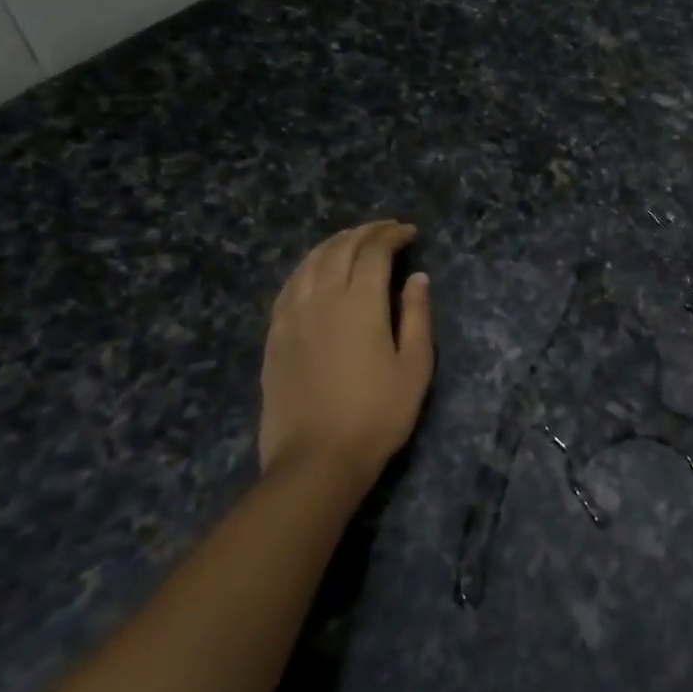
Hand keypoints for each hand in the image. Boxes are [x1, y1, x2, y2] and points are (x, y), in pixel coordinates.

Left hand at [260, 221, 433, 477]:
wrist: (316, 460)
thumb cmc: (377, 414)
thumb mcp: (414, 366)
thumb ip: (416, 316)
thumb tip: (417, 278)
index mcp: (360, 304)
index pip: (374, 252)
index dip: (392, 235)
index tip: (410, 233)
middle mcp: (322, 300)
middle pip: (339, 249)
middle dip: (365, 232)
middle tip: (386, 230)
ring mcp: (292, 317)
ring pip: (309, 263)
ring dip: (333, 244)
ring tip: (352, 240)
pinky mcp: (275, 337)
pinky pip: (288, 286)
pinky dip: (307, 268)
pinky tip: (315, 271)